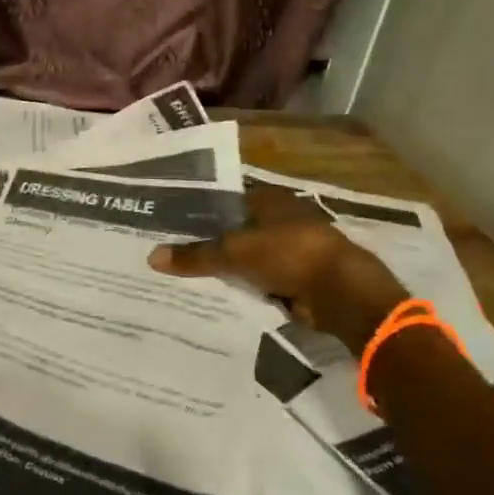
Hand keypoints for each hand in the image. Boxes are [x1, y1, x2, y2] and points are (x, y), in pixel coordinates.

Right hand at [148, 185, 407, 343]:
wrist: (341, 292)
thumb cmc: (288, 255)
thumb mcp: (234, 253)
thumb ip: (196, 256)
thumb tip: (152, 257)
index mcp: (269, 199)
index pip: (226, 200)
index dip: (201, 212)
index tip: (172, 225)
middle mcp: (281, 218)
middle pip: (237, 229)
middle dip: (212, 243)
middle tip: (174, 254)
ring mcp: (292, 248)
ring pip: (249, 256)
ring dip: (230, 267)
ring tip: (190, 277)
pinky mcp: (299, 276)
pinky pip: (263, 280)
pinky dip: (248, 287)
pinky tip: (221, 295)